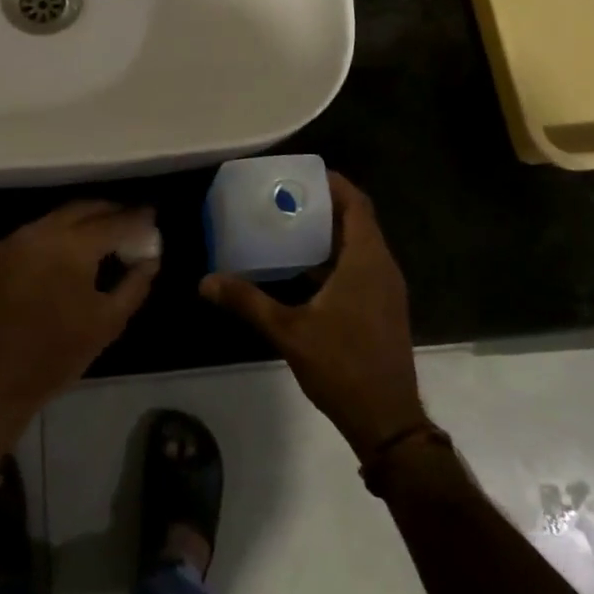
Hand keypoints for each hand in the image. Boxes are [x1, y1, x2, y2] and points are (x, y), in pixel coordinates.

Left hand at [0, 201, 159, 430]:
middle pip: (85, 208)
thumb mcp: (107, 324)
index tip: (153, 216)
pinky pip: (40, 229)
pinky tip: (74, 248)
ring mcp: (18, 239)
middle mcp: (43, 231)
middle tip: (133, 220)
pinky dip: (62, 231)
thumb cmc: (55, 355)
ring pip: (60, 216)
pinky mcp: (1, 252)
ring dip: (86, 218)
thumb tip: (150, 259)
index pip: (114, 222)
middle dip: (111, 211)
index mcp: (72, 246)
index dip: (137, 218)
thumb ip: (134, 285)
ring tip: (107, 232)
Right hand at [200, 174, 424, 462]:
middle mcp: (382, 267)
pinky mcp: (383, 307)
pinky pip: (360, 265)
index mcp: (366, 261)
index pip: (356, 204)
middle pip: (357, 220)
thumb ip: (248, 302)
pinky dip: (335, 256)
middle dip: (324, 203)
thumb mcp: (289, 331)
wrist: (388, 421)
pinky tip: (302, 268)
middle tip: (285, 195)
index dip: (333, 182)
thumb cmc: (343, 366)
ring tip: (289, 224)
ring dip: (329, 231)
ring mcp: (386, 289)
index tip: (301, 172)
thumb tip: (206, 281)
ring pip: (359, 244)